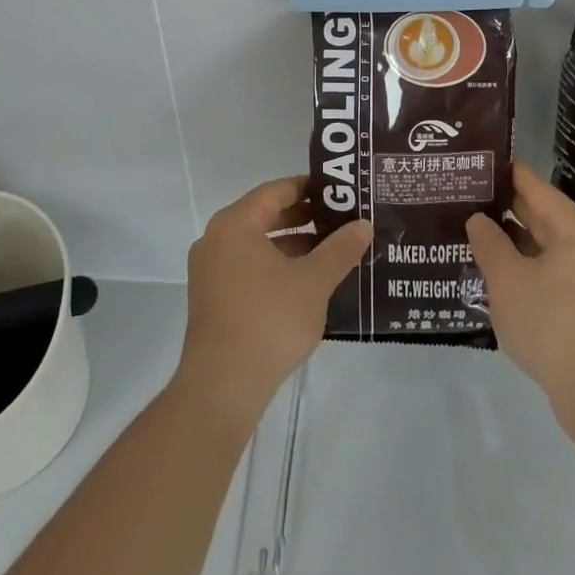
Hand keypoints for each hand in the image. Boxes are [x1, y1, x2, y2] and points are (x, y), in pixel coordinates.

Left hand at [173, 178, 370, 428]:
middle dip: (304, 217)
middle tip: (341, 218)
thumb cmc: (269, 320)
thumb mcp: (313, 281)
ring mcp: (211, 270)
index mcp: (235, 224)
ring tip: (332, 250)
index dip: (309, 188)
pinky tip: (307, 281)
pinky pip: (248, 267)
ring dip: (293, 244)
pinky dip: (276, 266)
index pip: (276, 191)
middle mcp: (216, 239)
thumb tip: (363, 224)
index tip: (339, 191)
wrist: (223, 386)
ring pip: (257, 244)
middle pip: (264, 215)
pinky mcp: (212, 298)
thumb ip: (340, 249)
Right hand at [467, 164, 574, 415]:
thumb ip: (489, 243)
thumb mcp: (508, 280)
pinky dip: (532, 269)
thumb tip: (479, 219)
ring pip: (551, 248)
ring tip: (481, 238)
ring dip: (518, 244)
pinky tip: (506, 279)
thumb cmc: (553, 323)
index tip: (479, 164)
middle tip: (470, 200)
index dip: (505, 174)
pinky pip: (559, 274)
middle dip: (508, 210)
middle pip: (544, 216)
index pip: (534, 186)